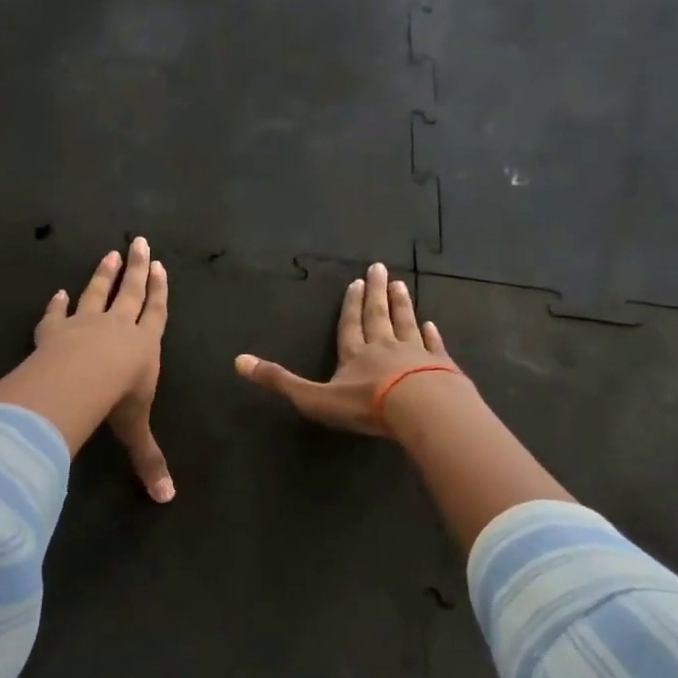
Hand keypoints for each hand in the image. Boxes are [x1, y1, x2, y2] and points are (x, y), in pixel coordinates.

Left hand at [35, 238, 173, 500]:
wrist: (78, 381)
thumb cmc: (116, 401)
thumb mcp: (135, 431)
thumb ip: (148, 461)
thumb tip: (167, 500)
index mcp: (144, 346)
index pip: (156, 313)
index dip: (160, 292)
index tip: (161, 267)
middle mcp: (118, 328)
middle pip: (131, 292)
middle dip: (138, 269)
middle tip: (140, 242)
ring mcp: (85, 324)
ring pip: (97, 293)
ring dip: (104, 274)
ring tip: (110, 254)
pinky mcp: (55, 330)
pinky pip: (57, 314)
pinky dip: (56, 304)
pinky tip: (56, 292)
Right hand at [234, 261, 462, 434]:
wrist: (420, 409)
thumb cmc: (365, 405)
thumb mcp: (314, 397)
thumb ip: (279, 381)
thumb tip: (238, 361)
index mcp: (354, 353)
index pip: (350, 324)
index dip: (350, 304)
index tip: (355, 282)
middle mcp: (384, 347)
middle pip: (378, 315)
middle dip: (375, 293)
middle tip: (379, 268)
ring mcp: (414, 354)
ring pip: (406, 324)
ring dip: (401, 305)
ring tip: (401, 285)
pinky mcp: (440, 366)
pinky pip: (433, 345)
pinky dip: (430, 334)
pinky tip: (430, 324)